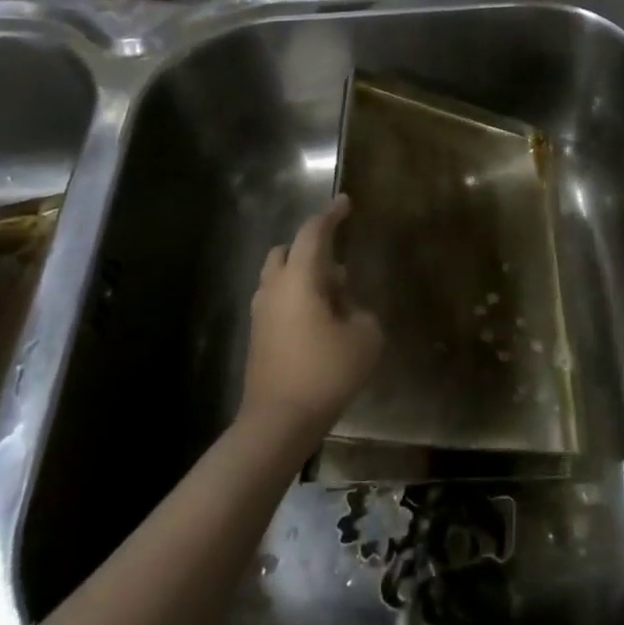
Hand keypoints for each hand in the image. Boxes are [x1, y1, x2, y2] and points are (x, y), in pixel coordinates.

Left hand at [243, 195, 382, 437]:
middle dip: (312, 249)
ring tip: (334, 298)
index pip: (313, 233)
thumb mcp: (365, 337)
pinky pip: (277, 302)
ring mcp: (261, 314)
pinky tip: (320, 323)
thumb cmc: (326, 372)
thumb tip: (348, 309)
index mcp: (300, 278)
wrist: (278, 422)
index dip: (331, 215)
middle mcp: (274, 288)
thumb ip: (361, 312)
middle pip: (287, 251)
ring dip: (304, 277)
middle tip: (340, 265)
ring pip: (279, 278)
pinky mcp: (258, 337)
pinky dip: (297, 299)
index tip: (345, 203)